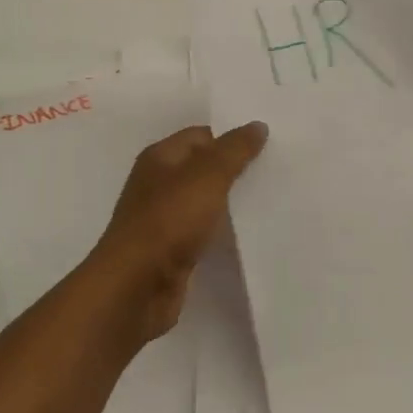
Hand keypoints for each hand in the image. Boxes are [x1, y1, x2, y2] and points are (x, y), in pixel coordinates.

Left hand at [82, 121, 267, 344]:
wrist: (137, 287)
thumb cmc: (169, 220)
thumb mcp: (208, 176)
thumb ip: (234, 150)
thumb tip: (257, 126)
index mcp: (159, 158)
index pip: (201, 136)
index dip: (231, 138)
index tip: (267, 147)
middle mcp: (158, 184)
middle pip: (203, 168)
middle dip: (235, 169)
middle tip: (275, 170)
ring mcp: (163, 219)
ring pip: (204, 201)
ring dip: (230, 202)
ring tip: (269, 199)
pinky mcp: (172, 251)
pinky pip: (203, 231)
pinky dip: (222, 230)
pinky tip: (247, 233)